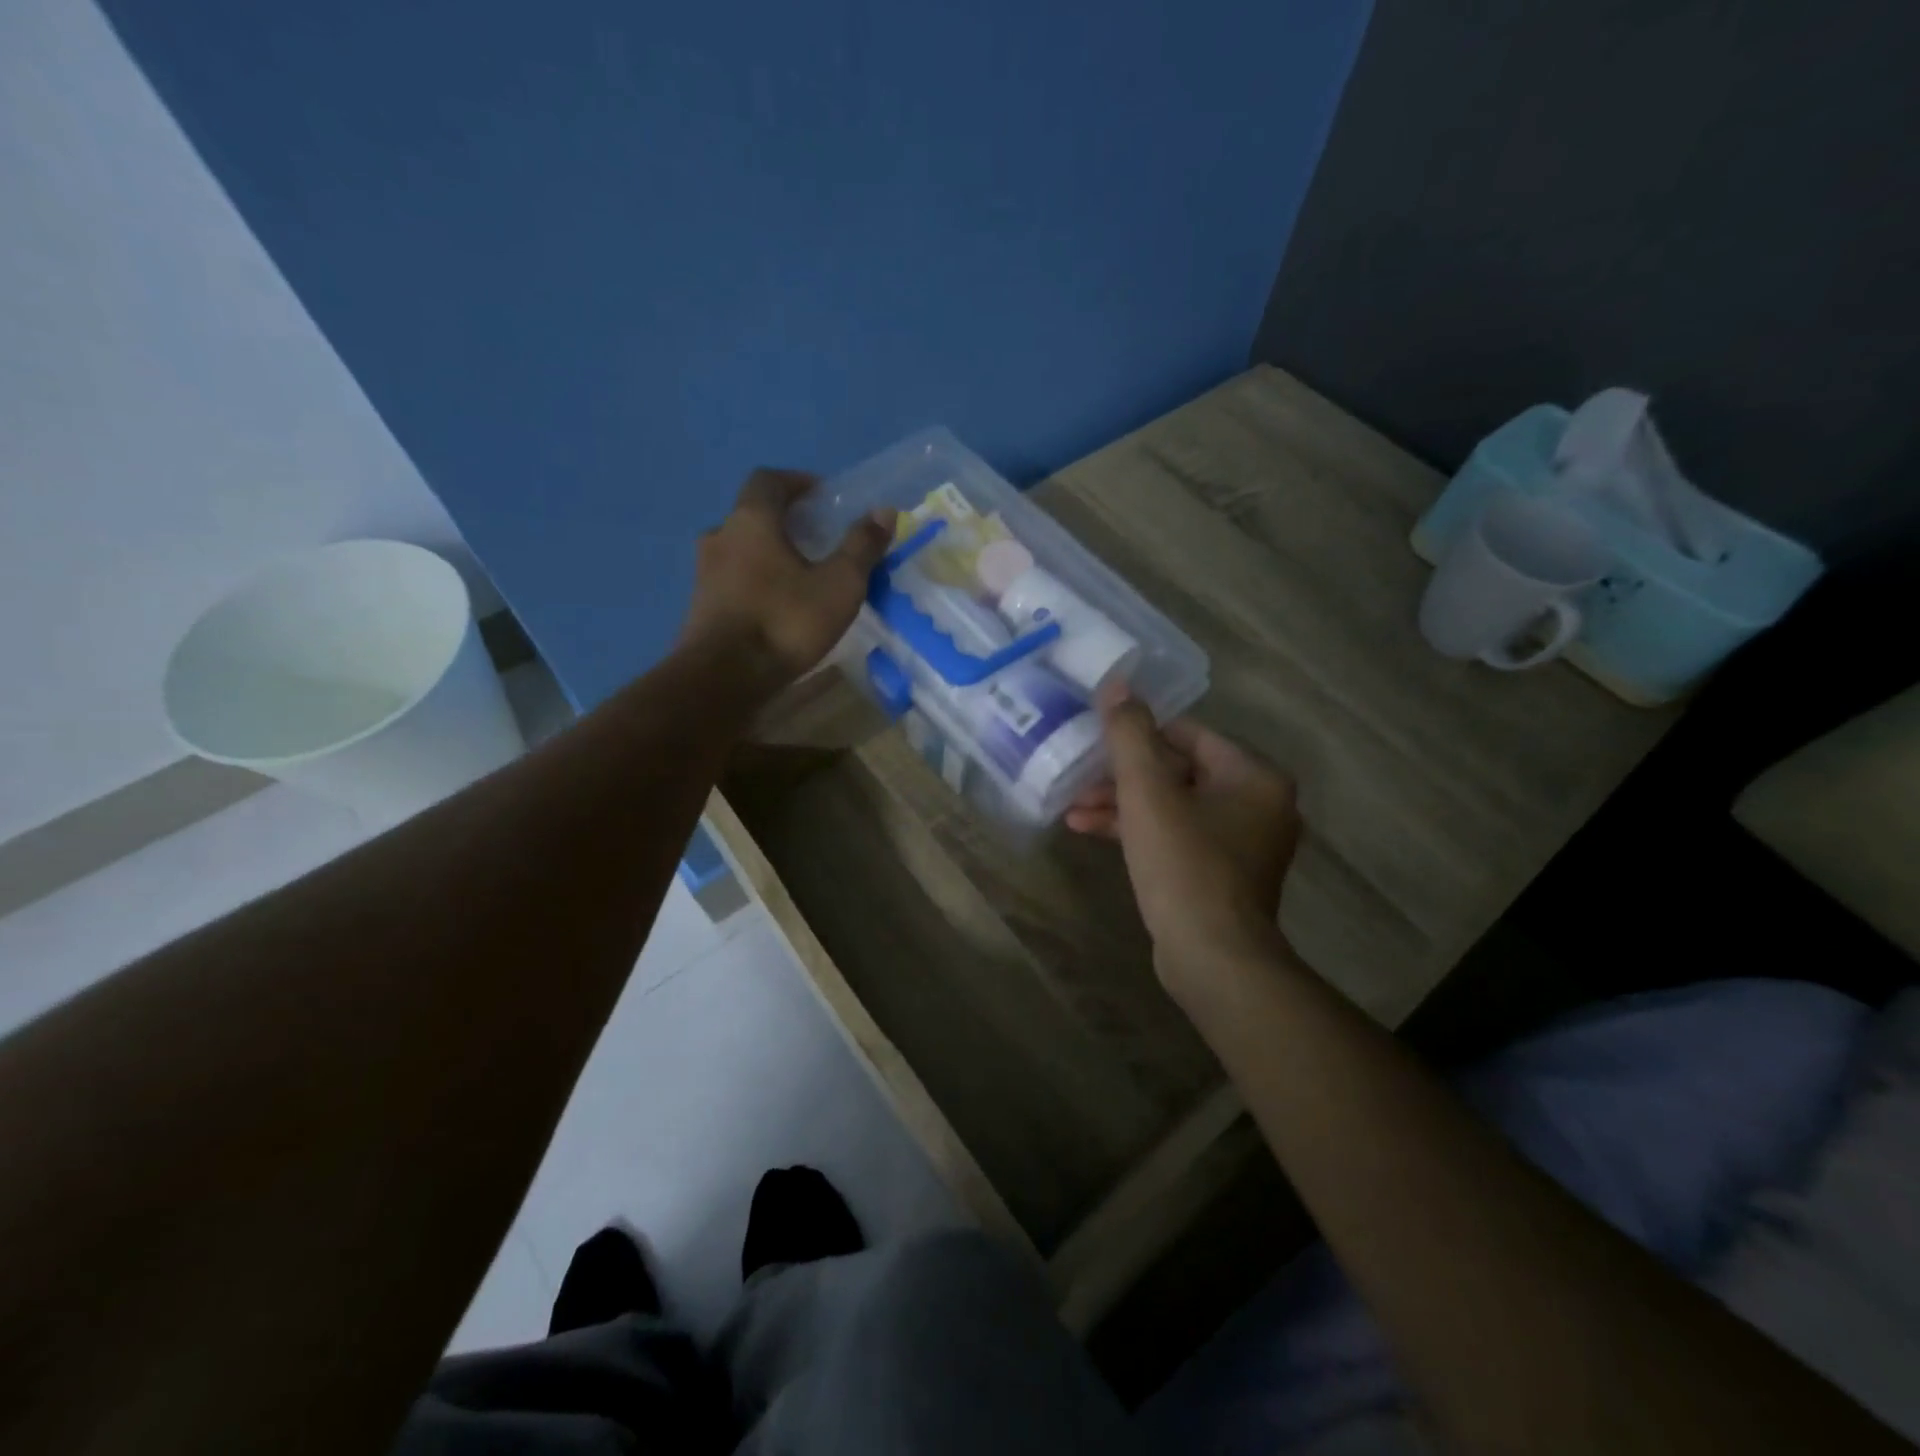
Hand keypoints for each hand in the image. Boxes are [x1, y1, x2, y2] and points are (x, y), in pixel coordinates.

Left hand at [680, 469, 894, 692]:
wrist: (723, 677)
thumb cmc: (785, 621)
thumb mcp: (839, 585)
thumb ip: (861, 547)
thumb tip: (884, 512)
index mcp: (751, 520)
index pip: (769, 480)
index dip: (797, 482)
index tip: (821, 495)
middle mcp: (720, 536)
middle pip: (752, 514)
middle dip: (784, 521)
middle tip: (816, 538)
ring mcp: (704, 572)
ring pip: (740, 548)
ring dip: (767, 552)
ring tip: (798, 575)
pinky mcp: (701, 606)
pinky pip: (732, 579)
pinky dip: (755, 581)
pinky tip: (776, 605)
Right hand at [1067, 696, 1301, 1000]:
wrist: (1213, 958)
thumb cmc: (1184, 864)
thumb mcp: (1147, 792)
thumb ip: (1130, 734)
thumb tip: (1117, 683)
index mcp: (1253, 776)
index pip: (1189, 734)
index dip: (1139, 732)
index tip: (1098, 737)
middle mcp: (1258, 805)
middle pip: (1179, 772)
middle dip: (1122, 776)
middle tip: (1078, 778)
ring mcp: (1242, 845)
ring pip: (1173, 808)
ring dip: (1123, 806)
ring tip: (1073, 810)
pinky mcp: (1222, 877)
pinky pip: (1177, 838)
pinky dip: (1139, 833)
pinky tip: (1091, 833)